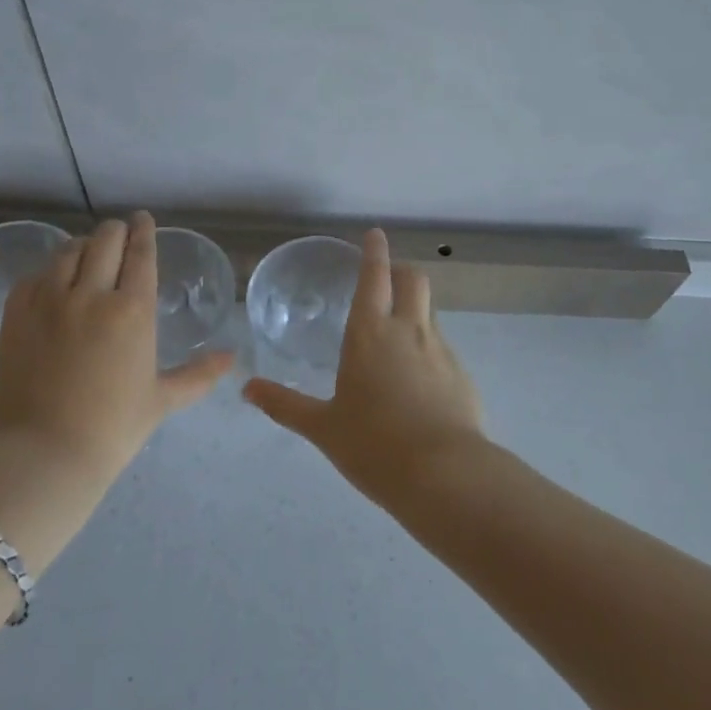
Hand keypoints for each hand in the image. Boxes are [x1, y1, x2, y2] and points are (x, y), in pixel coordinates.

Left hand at [0, 211, 232, 475]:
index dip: (144, 230)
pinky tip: (54, 281)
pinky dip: (48, 271)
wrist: (46, 453)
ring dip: (83, 246)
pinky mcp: (16, 314)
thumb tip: (232, 358)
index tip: (144, 219)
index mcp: (132, 310)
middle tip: (120, 234)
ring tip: (88, 254)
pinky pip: (34, 276)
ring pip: (67, 251)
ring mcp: (48, 301)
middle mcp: (91, 294)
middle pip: (105, 240)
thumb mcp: (163, 399)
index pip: (141, 253)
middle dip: (116, 231)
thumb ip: (199, 374)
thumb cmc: (114, 427)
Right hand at [243, 229, 485, 507]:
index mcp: (370, 333)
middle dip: (400, 271)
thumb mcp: (323, 427)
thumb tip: (247, 389)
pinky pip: (443, 347)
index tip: (375, 234)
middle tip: (387, 279)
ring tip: (399, 332)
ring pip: (430, 311)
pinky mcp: (462, 375)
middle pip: (413, 280)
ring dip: (415, 308)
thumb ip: (285, 404)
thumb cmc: (373, 445)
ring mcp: (441, 350)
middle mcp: (408, 331)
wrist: (444, 475)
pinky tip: (420, 379)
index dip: (374, 252)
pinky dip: (429, 347)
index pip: (374, 277)